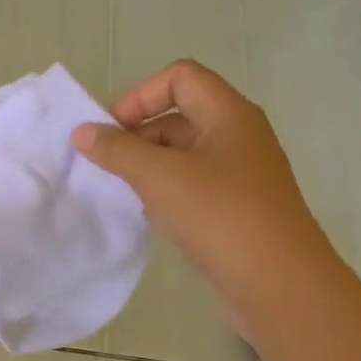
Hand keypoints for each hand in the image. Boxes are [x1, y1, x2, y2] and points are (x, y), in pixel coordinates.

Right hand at [70, 59, 331, 340]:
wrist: (278, 284)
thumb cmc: (220, 217)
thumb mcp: (160, 178)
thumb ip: (118, 151)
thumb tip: (82, 132)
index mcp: (229, 115)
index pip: (180, 77)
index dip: (140, 96)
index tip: (110, 134)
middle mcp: (239, 137)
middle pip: (181, 116)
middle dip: (139, 136)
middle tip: (108, 168)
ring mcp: (241, 176)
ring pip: (185, 156)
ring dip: (150, 168)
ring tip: (124, 194)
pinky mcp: (238, 210)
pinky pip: (194, 187)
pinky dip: (167, 194)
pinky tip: (151, 218)